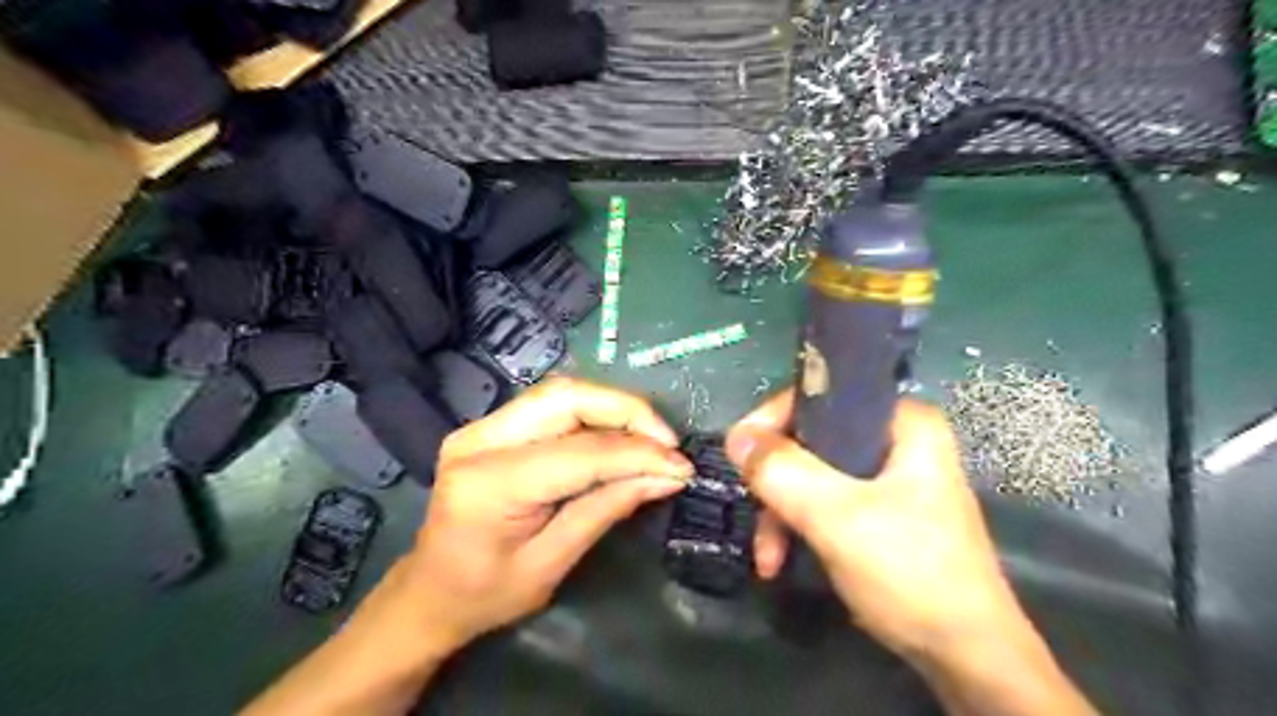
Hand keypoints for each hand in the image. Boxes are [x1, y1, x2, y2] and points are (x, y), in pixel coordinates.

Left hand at [400, 381, 694, 654]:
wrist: (427, 593)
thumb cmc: (484, 596)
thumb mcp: (550, 565)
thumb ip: (605, 510)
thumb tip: (666, 477)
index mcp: (490, 484)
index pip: (580, 452)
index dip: (637, 453)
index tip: (681, 465)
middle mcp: (479, 440)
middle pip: (567, 398)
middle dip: (628, 411)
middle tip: (667, 442)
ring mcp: (479, 427)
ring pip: (561, 392)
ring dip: (613, 408)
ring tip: (650, 438)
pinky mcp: (488, 426)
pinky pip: (551, 405)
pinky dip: (593, 414)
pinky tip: (618, 435)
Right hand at [727, 391, 1018, 659]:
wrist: (966, 657)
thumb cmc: (910, 572)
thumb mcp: (837, 516)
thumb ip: (782, 471)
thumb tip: (735, 436)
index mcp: (902, 422)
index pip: (821, 397)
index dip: (773, 422)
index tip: (741, 456)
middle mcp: (897, 440)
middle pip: (811, 441)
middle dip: (776, 484)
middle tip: (755, 514)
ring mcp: (890, 479)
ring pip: (813, 476)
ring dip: (782, 514)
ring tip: (768, 558)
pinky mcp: (882, 513)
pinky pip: (825, 503)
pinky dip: (799, 528)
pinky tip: (782, 561)